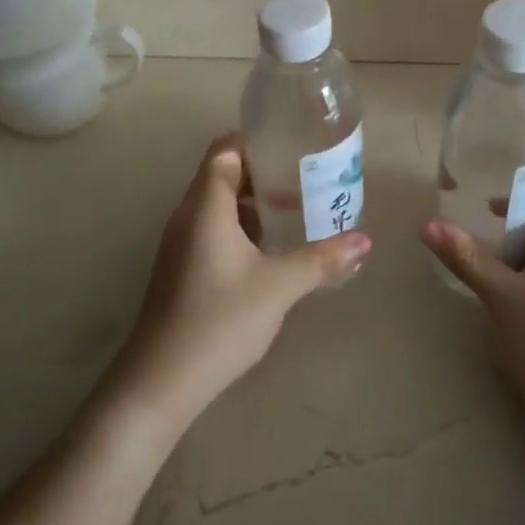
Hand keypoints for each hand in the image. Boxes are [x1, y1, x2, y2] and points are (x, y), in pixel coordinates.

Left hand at [108, 134, 370, 434]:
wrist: (160, 382)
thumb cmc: (219, 321)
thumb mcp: (278, 287)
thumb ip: (322, 259)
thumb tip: (364, 241)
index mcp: (205, 207)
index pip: (224, 150)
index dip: (255, 141)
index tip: (293, 146)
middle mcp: (188, 217)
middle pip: (223, 175)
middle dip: (264, 174)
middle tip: (306, 179)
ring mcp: (181, 245)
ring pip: (219, 207)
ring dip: (254, 205)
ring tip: (296, 212)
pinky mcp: (182, 270)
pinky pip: (214, 231)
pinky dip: (242, 230)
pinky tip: (271, 252)